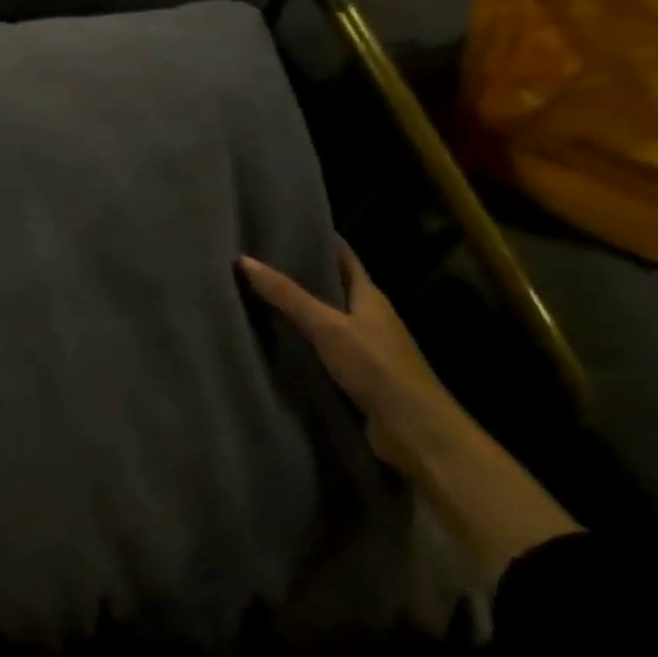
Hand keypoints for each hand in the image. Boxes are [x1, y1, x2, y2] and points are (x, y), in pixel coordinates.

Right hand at [238, 242, 463, 471]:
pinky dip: (299, 338)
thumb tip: (243, 261)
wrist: (414, 430)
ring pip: (325, 317)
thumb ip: (287, 296)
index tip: (286, 226)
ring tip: (255, 294)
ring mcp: (364, 346)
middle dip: (300, 273)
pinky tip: (273, 339)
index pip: (344, 257)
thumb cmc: (376, 368)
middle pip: (333, 286)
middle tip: (258, 260)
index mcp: (370, 297)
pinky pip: (321, 346)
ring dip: (297, 307)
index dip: (320, 240)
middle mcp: (369, 316)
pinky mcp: (355, 374)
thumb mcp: (327, 327)